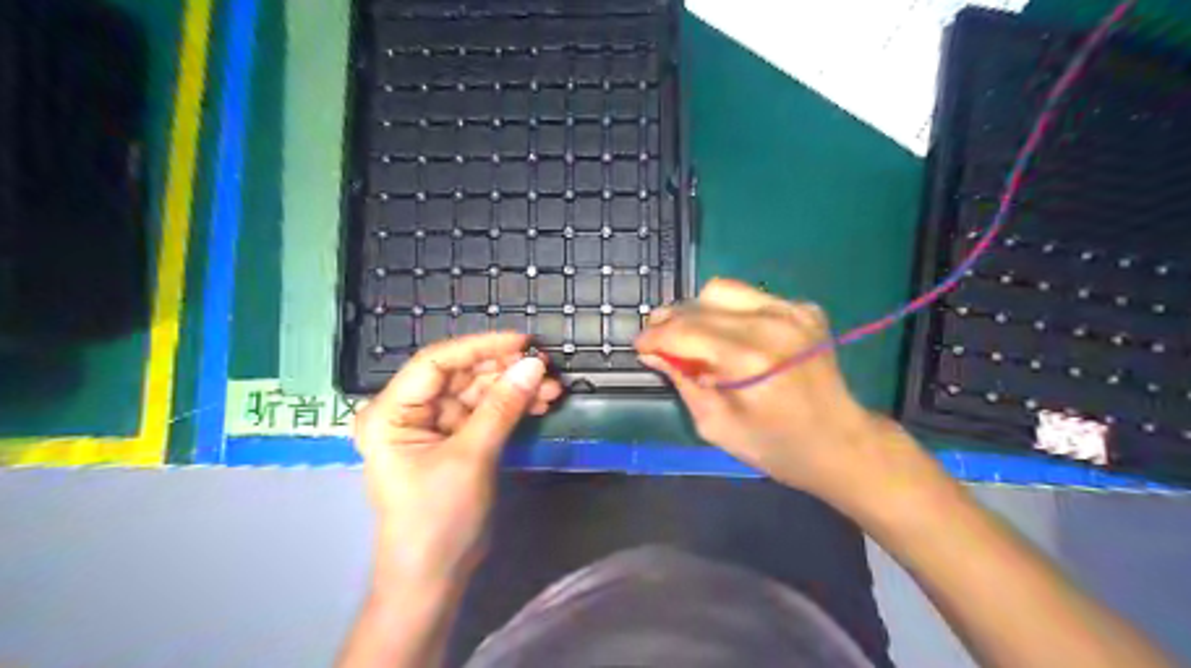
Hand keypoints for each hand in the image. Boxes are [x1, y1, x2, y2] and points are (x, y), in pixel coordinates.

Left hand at [351, 332, 564, 586]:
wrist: (435, 577)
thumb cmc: (438, 518)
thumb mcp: (471, 457)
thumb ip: (501, 407)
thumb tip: (534, 366)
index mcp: (392, 411)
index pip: (436, 362)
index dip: (480, 347)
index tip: (522, 343)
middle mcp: (410, 412)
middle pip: (461, 376)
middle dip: (505, 372)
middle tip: (546, 368)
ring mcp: (434, 427)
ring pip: (479, 394)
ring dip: (515, 390)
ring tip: (553, 389)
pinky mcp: (456, 441)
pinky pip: (486, 413)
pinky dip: (513, 408)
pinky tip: (540, 404)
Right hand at [637, 276, 935, 510]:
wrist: (841, 443)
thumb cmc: (776, 447)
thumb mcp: (717, 427)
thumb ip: (683, 382)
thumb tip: (654, 353)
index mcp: (750, 360)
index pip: (684, 331)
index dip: (654, 336)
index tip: (640, 347)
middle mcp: (772, 324)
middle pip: (700, 304)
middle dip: (671, 321)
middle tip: (661, 342)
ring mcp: (792, 311)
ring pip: (722, 290)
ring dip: (699, 311)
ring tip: (694, 336)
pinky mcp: (804, 309)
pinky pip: (750, 297)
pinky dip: (730, 312)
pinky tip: (732, 337)